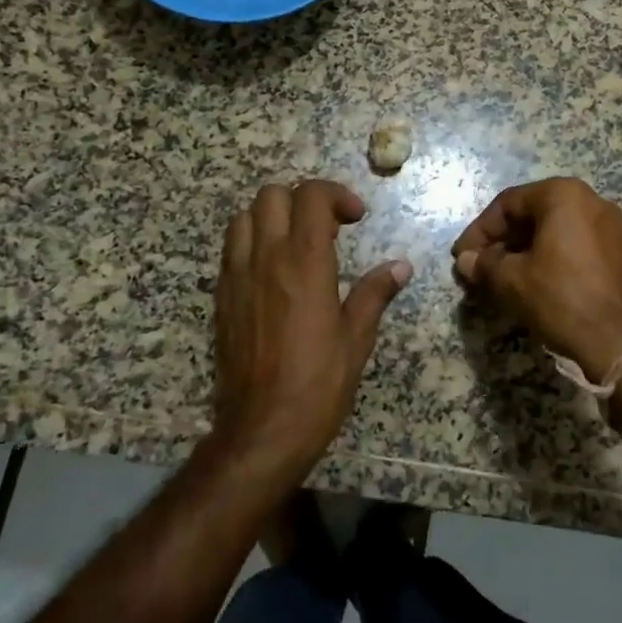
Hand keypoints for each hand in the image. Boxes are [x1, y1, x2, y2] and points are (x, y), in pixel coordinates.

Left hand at [212, 180, 410, 481]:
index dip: (336, 194)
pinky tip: (273, 269)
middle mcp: (266, 257)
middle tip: (327, 227)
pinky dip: (252, 240)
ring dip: (272, 216)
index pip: (311, 196)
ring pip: (244, 216)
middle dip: (302, 199)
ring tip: (295, 241)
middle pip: (272, 195)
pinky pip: (231, 248)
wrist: (263, 428)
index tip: (355, 218)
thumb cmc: (319, 383)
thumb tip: (400, 267)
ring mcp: (238, 275)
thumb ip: (375, 293)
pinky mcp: (222, 296)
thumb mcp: (357, 337)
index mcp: (305, 262)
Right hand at [451, 177, 621, 383]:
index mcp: (563, 195)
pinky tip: (531, 280)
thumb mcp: (511, 280)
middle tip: (479, 266)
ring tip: (501, 276)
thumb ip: (484, 264)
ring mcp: (609, 225)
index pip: (508, 203)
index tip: (461, 256)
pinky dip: (549, 255)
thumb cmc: (560, 297)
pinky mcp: (618, 251)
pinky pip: (574, 242)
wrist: (617, 340)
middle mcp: (590, 199)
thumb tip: (465, 260)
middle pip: (533, 212)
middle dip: (502, 240)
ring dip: (523, 249)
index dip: (479, 230)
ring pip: (553, 228)